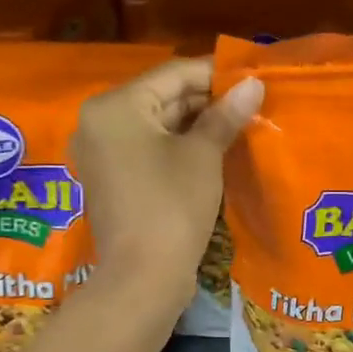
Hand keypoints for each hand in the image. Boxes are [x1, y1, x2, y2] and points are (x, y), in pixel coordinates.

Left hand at [71, 57, 263, 302]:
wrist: (142, 278)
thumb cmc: (172, 207)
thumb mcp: (203, 155)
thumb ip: (225, 115)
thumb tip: (254, 84)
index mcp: (115, 106)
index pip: (173, 74)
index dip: (216, 73)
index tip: (252, 77)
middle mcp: (98, 122)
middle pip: (161, 97)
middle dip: (206, 100)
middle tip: (250, 103)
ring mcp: (100, 153)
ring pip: (155, 125)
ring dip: (195, 124)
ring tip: (239, 123)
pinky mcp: (110, 178)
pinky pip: (146, 149)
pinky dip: (176, 146)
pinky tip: (212, 148)